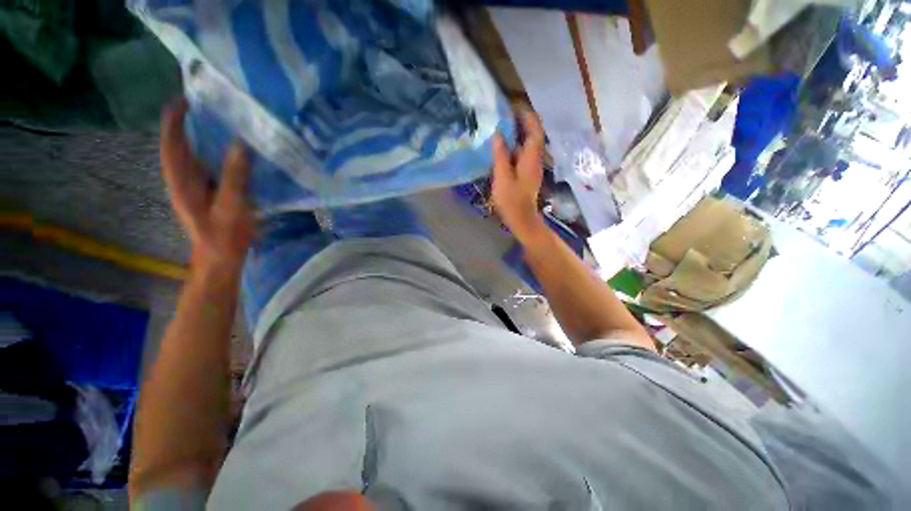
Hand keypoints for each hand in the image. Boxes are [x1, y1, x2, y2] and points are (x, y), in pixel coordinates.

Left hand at [160, 99, 254, 269]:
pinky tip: (226, 150)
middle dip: (184, 125)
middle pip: (178, 148)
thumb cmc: (225, 235)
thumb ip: (234, 176)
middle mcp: (183, 182)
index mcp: (182, 183)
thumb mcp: (231, 206)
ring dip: (197, 138)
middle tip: (202, 106)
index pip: (172, 146)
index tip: (184, 101)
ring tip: (215, 121)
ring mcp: (193, 188)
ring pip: (190, 156)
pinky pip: (205, 167)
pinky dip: (211, 153)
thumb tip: (239, 144)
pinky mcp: (205, 194)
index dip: (175, 123)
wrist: (221, 257)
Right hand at [491, 112, 545, 241]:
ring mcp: (531, 167)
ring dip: (518, 134)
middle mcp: (535, 159)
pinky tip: (502, 147)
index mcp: (531, 158)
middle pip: (533, 135)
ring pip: (527, 144)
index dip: (527, 116)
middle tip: (504, 114)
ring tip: (501, 127)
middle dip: (522, 122)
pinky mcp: (526, 173)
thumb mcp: (502, 177)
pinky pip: (522, 153)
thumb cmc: (512, 200)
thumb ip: (500, 155)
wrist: (521, 219)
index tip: (514, 106)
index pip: (535, 130)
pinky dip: (514, 146)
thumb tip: (499, 134)